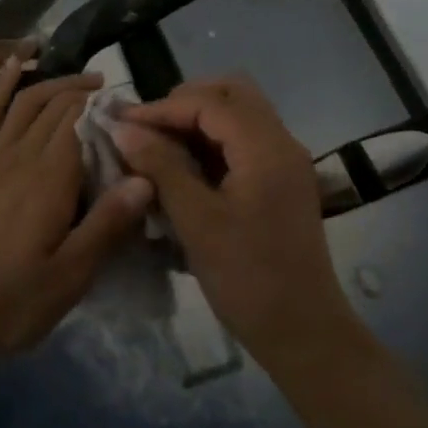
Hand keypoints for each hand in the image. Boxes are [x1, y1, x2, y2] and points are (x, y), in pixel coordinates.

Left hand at [0, 57, 152, 382]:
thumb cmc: (14, 300)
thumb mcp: (71, 276)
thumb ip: (107, 225)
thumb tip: (145, 178)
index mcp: (50, 178)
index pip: (82, 121)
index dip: (107, 110)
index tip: (132, 113)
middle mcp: (22, 154)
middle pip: (57, 106)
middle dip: (87, 93)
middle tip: (115, 99)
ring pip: (28, 101)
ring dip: (55, 82)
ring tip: (84, 80)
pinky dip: (3, 84)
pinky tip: (16, 64)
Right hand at [113, 75, 356, 366]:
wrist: (304, 333)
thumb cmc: (248, 278)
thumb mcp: (196, 221)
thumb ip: (160, 166)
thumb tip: (123, 128)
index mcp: (266, 147)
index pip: (210, 102)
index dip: (162, 108)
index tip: (123, 122)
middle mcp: (281, 143)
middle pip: (232, 94)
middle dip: (185, 102)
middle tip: (147, 126)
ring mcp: (284, 162)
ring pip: (239, 115)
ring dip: (198, 120)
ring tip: (158, 144)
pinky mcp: (280, 181)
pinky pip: (244, 141)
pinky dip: (212, 141)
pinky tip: (182, 166)